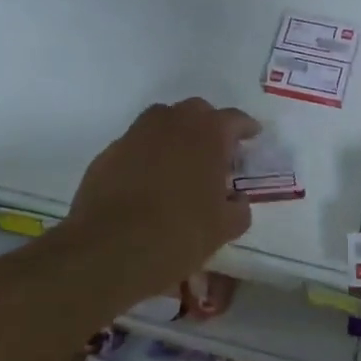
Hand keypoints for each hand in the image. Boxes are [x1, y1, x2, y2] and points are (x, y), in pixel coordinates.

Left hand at [69, 99, 259, 292]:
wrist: (111, 248)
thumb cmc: (180, 233)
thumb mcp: (224, 228)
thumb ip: (238, 208)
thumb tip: (236, 201)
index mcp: (208, 133)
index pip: (234, 119)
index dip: (245, 128)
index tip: (251, 136)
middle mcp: (172, 122)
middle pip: (196, 112)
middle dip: (208, 126)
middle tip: (214, 152)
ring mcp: (136, 134)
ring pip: (162, 122)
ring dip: (175, 135)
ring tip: (180, 163)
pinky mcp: (109, 152)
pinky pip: (136, 145)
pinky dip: (146, 155)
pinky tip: (147, 182)